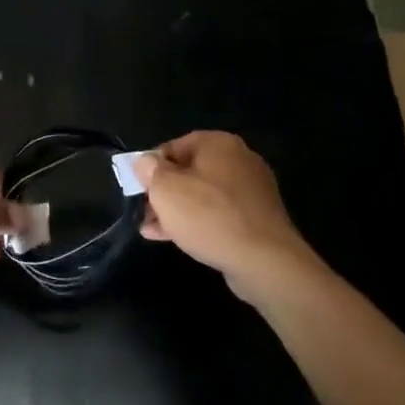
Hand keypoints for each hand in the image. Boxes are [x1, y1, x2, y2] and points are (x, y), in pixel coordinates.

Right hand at [132, 132, 323, 305]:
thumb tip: (145, 161)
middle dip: (163, 192)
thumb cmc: (209, 216)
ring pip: (203, 195)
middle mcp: (238, 159)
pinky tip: (177, 239)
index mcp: (218, 143)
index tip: (138, 188)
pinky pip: (220, 214)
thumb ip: (150, 171)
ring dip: (177, 210)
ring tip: (152, 229)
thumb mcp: (166, 190)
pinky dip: (198, 222)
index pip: (173, 146)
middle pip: (189, 171)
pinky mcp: (258, 218)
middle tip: (144, 211)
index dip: (151, 167)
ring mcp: (252, 190)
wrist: (265, 261)